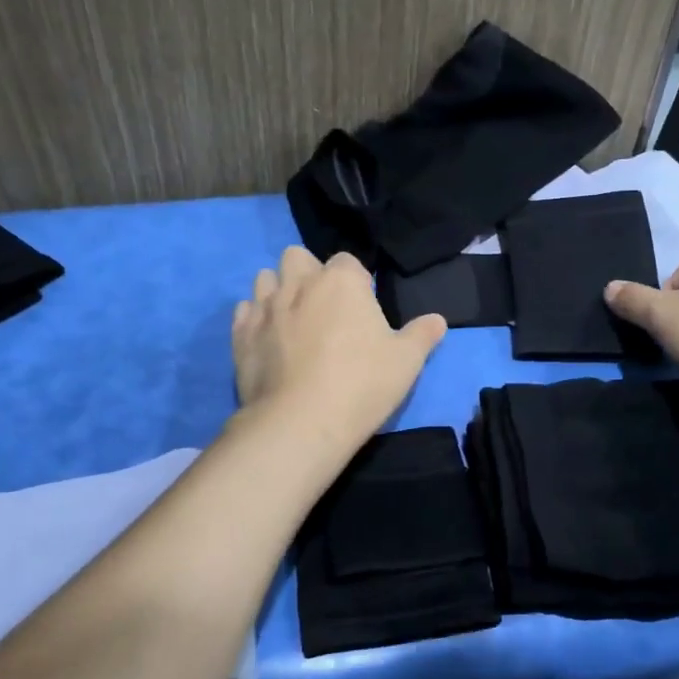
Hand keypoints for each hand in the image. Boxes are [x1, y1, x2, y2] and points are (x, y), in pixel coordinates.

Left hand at [233, 246, 445, 448]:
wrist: (302, 422)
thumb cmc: (362, 384)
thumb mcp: (406, 361)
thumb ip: (422, 335)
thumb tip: (438, 320)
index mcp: (341, 280)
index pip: (347, 261)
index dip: (355, 281)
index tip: (361, 308)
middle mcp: (299, 283)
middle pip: (297, 257)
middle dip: (308, 273)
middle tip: (323, 307)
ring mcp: (265, 308)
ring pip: (264, 278)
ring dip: (278, 289)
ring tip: (292, 319)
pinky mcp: (241, 335)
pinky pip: (244, 311)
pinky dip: (254, 318)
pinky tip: (267, 339)